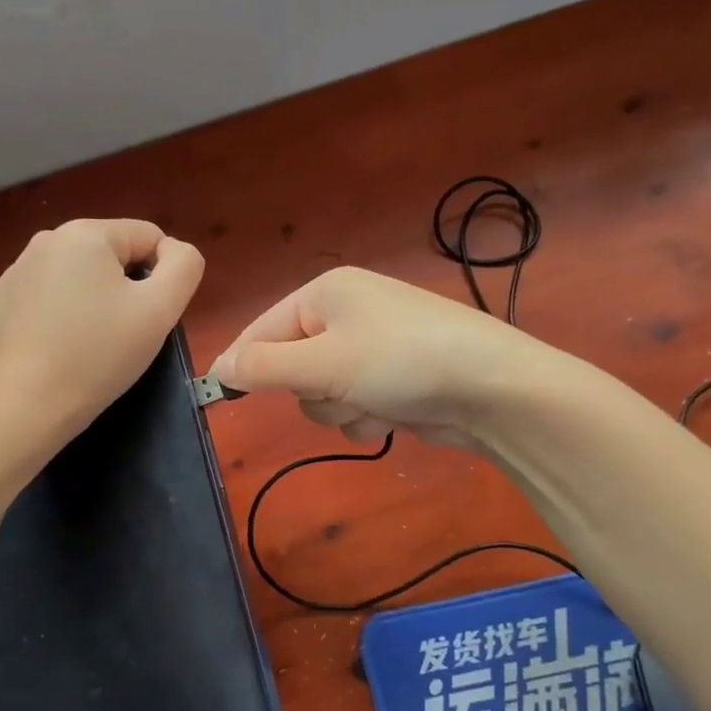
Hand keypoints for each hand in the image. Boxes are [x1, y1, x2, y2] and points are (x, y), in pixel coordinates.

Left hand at [0, 218, 204, 439]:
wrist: (30, 403)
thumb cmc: (100, 354)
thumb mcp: (161, 309)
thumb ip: (184, 265)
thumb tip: (174, 250)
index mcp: (86, 232)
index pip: (149, 237)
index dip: (162, 277)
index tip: (149, 317)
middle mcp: (47, 238)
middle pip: (114, 254)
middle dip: (127, 287)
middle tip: (123, 332)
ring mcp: (19, 268)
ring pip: (82, 273)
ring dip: (96, 298)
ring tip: (92, 340)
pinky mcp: (4, 298)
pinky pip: (52, 292)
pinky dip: (65, 310)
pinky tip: (62, 343)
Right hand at [212, 267, 551, 450]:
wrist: (493, 389)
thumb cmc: (400, 361)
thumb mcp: (323, 363)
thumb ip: (264, 367)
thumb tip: (218, 368)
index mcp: (325, 293)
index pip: (262, 329)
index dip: (243, 363)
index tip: (219, 396)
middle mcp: (345, 314)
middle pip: (290, 366)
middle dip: (310, 389)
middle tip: (335, 389)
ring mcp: (370, 349)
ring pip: (320, 393)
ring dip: (339, 409)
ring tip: (372, 403)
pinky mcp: (390, 380)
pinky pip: (351, 406)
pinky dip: (365, 417)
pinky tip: (392, 415)